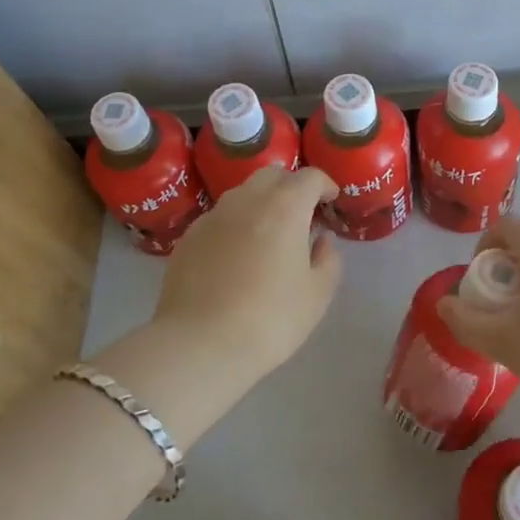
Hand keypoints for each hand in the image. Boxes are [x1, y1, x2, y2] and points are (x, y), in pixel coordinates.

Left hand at [151, 166, 343, 378]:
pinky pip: (220, 218)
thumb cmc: (270, 319)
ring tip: (269, 236)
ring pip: (243, 194)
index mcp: (285, 207)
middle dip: (292, 187)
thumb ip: (328, 260)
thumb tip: (320, 241)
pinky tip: (237, 257)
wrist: (199, 345)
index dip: (325, 185)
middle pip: (273, 175)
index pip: (310, 177)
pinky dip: (235, 225)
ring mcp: (213, 217)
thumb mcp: (317, 295)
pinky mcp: (189, 237)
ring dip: (262, 203)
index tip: (331, 202)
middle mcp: (247, 200)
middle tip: (301, 216)